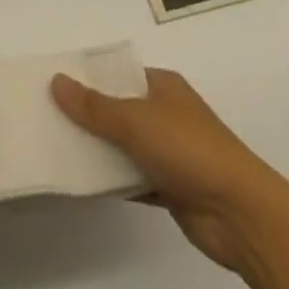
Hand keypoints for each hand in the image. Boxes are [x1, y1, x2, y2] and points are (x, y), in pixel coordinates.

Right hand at [51, 66, 283, 278]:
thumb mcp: (135, 120)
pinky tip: (83, 184)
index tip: (55, 85)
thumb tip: (56, 81)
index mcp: (163, 86)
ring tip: (57, 150)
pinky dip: (113, 182)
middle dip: (89, 116)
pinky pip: (133, 179)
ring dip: (99, 151)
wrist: (240, 213)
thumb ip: (94, 106)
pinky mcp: (171, 188)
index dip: (89, 78)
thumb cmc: (188, 149)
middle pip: (119, 110)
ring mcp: (171, 153)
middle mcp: (167, 113)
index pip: (119, 75)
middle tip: (48, 118)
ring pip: (125, 147)